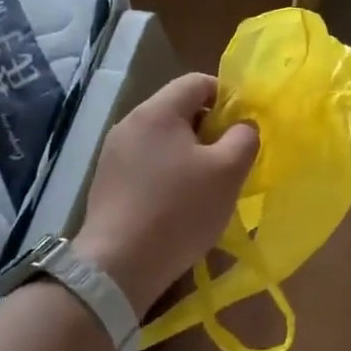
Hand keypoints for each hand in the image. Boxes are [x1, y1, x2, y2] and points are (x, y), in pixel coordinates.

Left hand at [72, 73, 258, 316]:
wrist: (116, 268)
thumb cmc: (178, 211)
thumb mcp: (228, 171)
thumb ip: (244, 137)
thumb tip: (243, 126)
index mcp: (157, 111)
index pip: (197, 82)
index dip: (227, 97)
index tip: (242, 128)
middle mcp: (130, 124)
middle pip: (179, 109)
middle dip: (209, 128)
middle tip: (229, 159)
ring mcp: (113, 154)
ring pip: (163, 138)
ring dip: (189, 153)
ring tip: (206, 184)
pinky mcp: (105, 182)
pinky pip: (146, 163)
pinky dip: (167, 173)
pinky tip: (177, 203)